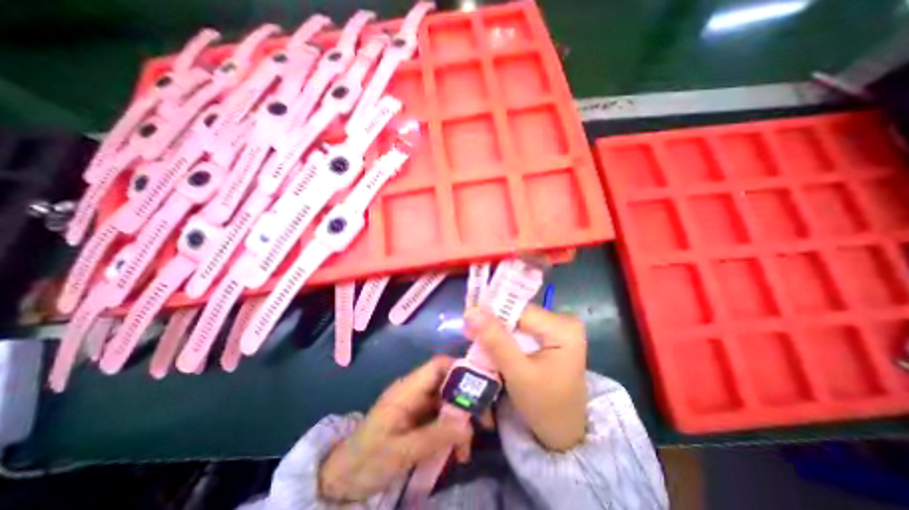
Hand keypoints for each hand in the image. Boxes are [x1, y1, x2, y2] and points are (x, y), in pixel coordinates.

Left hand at [319, 356, 471, 504]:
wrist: (344, 477)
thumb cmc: (368, 459)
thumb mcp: (401, 451)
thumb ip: (434, 436)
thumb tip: (468, 425)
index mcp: (408, 389)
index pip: (439, 365)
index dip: (461, 369)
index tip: (482, 387)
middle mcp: (416, 391)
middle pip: (448, 382)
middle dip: (468, 400)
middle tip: (485, 423)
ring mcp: (419, 405)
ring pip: (449, 401)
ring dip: (462, 421)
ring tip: (467, 450)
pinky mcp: (420, 418)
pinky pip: (443, 417)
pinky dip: (453, 431)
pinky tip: (456, 453)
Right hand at [464, 302, 586, 450]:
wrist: (564, 433)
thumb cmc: (545, 407)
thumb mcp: (518, 374)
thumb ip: (495, 341)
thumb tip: (472, 311)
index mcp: (563, 328)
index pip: (520, 310)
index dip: (492, 313)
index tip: (467, 320)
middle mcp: (563, 321)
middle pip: (519, 314)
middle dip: (492, 323)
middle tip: (468, 331)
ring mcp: (557, 328)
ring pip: (517, 321)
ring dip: (496, 330)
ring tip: (474, 337)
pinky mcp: (550, 336)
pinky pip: (521, 329)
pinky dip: (504, 336)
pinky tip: (490, 343)